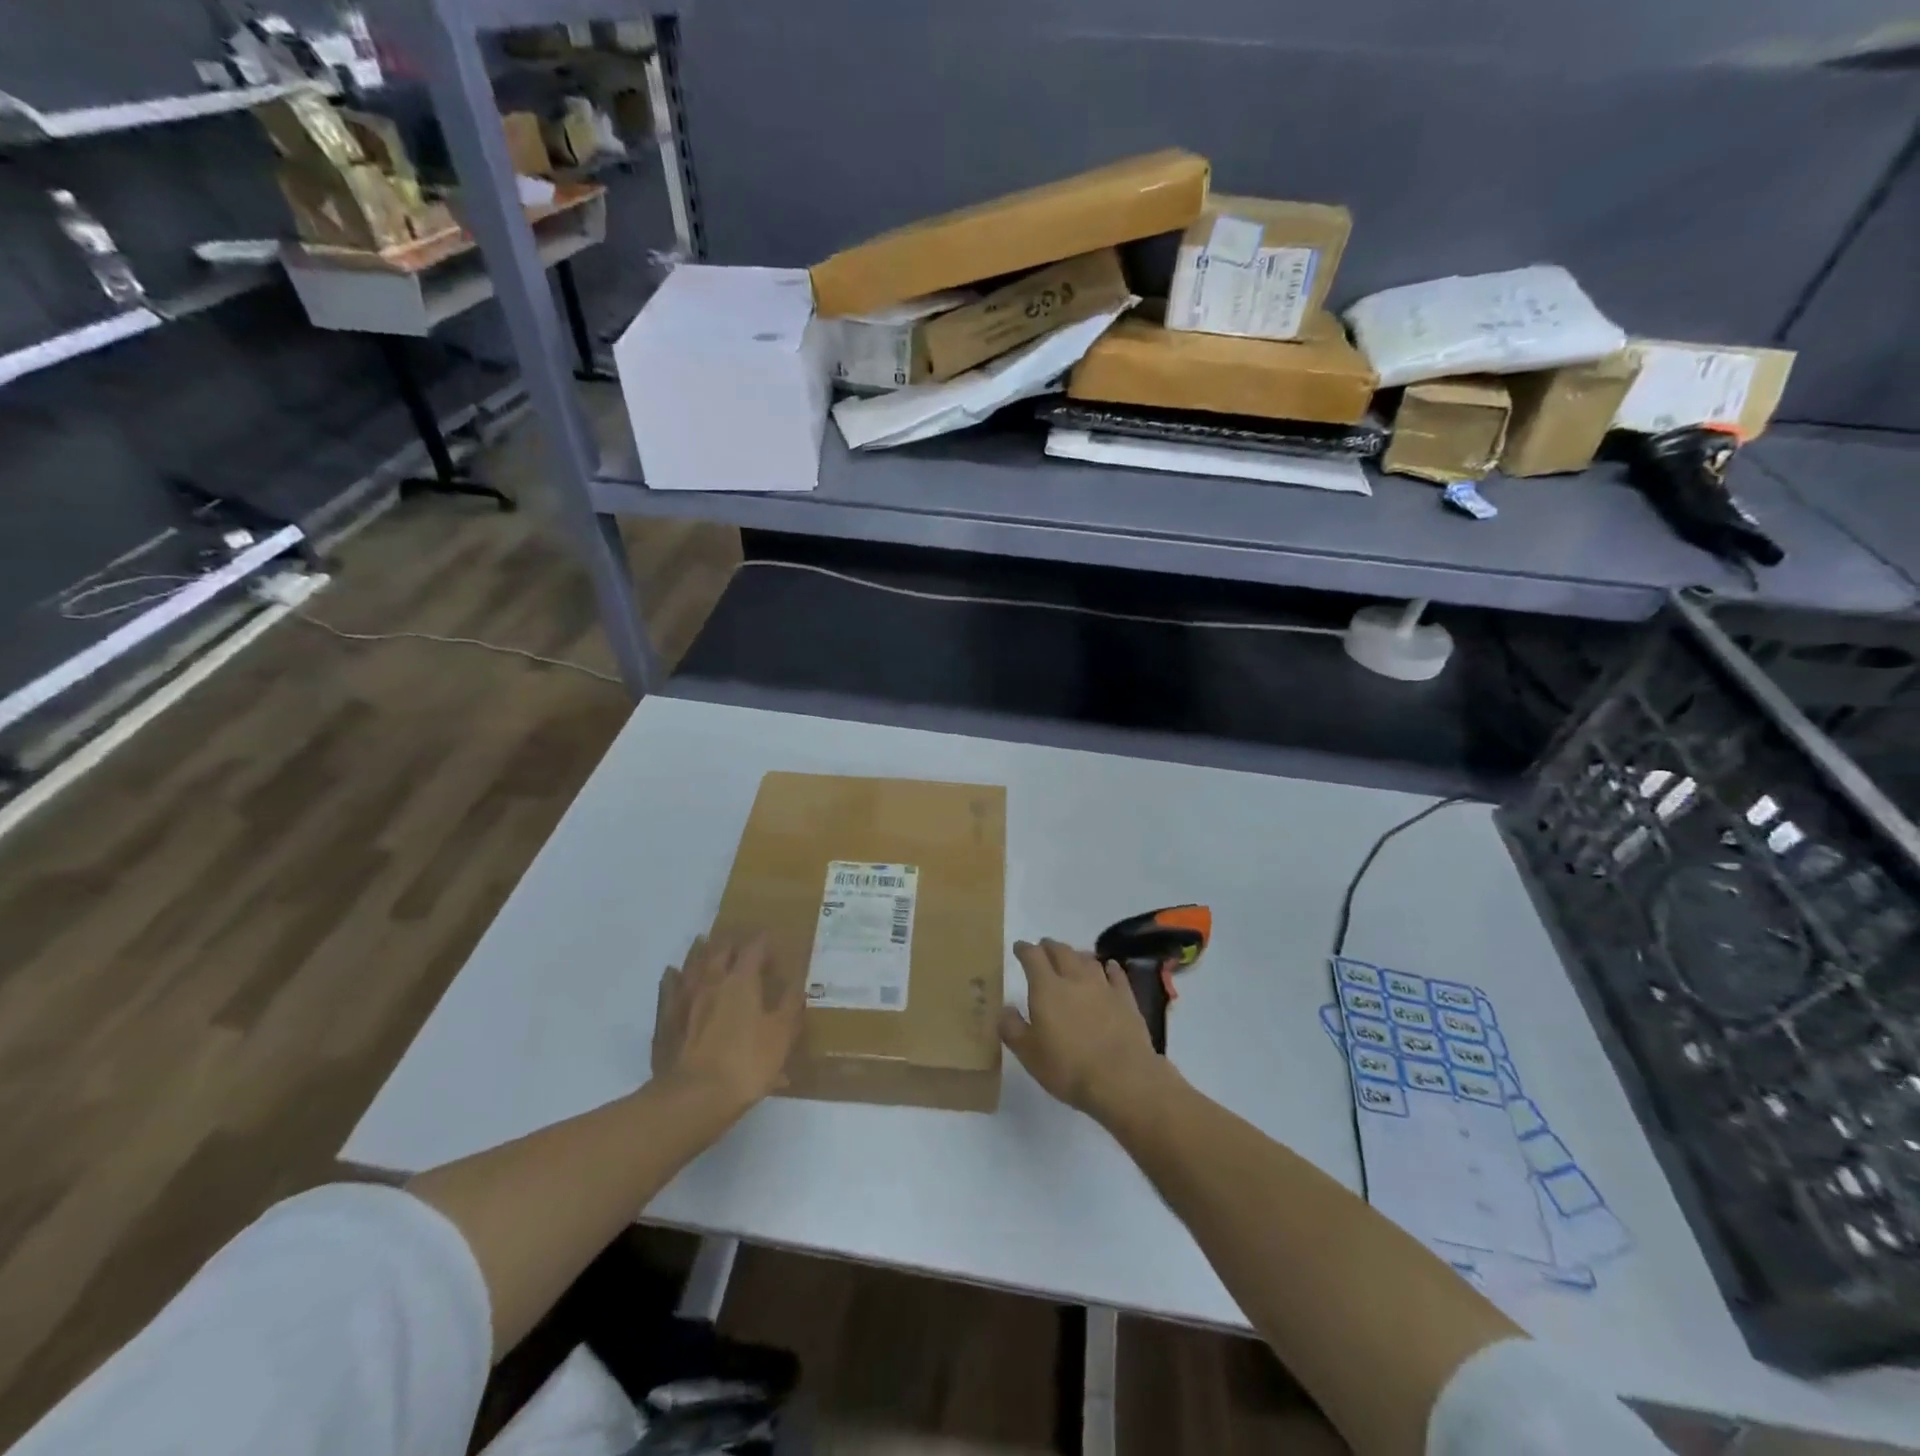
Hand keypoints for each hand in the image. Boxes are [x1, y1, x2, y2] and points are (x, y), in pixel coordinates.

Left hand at [652, 931, 802, 1117]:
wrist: (694, 1098)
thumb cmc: (747, 1063)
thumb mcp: (782, 1034)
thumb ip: (790, 1004)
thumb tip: (797, 981)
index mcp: (742, 980)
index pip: (754, 948)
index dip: (764, 941)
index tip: (772, 938)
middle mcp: (711, 981)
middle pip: (720, 950)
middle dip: (732, 942)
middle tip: (740, 938)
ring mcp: (684, 999)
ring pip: (692, 964)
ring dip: (700, 951)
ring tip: (705, 941)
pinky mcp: (666, 1019)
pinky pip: (668, 989)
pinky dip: (672, 977)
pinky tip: (672, 974)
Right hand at [1001, 939, 1171, 1121]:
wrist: (1121, 1078)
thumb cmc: (1067, 1067)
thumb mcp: (1028, 1054)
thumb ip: (1012, 1028)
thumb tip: (1005, 1008)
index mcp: (1046, 988)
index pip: (1033, 957)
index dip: (1024, 949)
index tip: (1019, 947)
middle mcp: (1074, 979)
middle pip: (1061, 951)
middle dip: (1050, 946)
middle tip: (1043, 947)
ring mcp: (1103, 986)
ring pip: (1088, 960)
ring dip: (1077, 954)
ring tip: (1072, 956)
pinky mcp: (1126, 999)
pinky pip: (1116, 975)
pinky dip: (1110, 968)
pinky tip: (1109, 967)